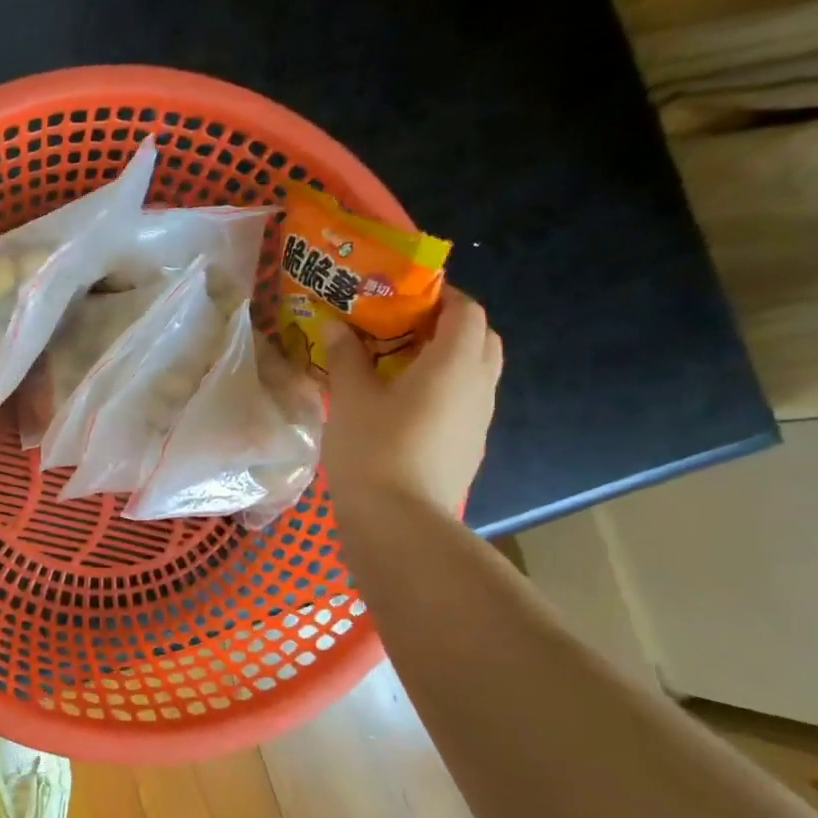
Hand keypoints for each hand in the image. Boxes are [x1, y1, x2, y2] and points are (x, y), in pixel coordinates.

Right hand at [320, 286, 502, 519]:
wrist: (399, 522)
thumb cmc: (374, 449)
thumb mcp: (350, 397)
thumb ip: (346, 356)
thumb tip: (336, 326)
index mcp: (454, 363)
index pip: (467, 310)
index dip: (441, 295)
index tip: (404, 295)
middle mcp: (479, 385)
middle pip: (480, 338)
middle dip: (448, 325)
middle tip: (403, 328)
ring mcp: (479, 420)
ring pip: (475, 372)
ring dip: (446, 359)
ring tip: (398, 365)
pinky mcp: (470, 447)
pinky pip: (465, 402)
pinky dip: (444, 390)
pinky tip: (404, 406)